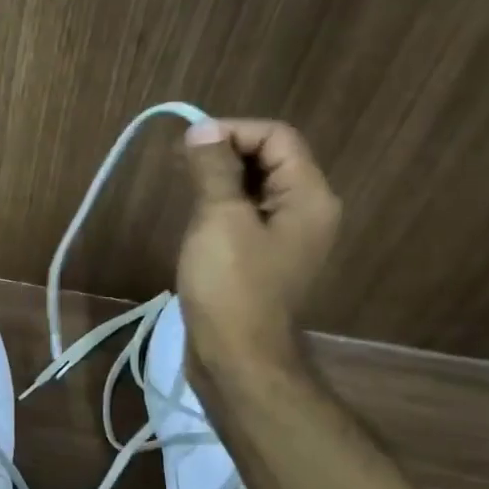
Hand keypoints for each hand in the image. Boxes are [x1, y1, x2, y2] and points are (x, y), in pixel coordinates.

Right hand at [176, 118, 340, 378]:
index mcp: (309, 196)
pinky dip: (222, 207)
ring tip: (182, 188)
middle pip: (270, 160)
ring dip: (220, 180)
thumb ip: (213, 169)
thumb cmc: (230, 286)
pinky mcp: (265, 260)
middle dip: (225, 154)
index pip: (277, 137)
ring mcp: (287, 239)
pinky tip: (195, 219)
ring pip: (255, 189)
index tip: (188, 146)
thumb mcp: (219, 219)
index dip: (232, 131)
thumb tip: (202, 130)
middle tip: (180, 165)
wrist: (237, 358)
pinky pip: (247, 217)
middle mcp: (307, 212)